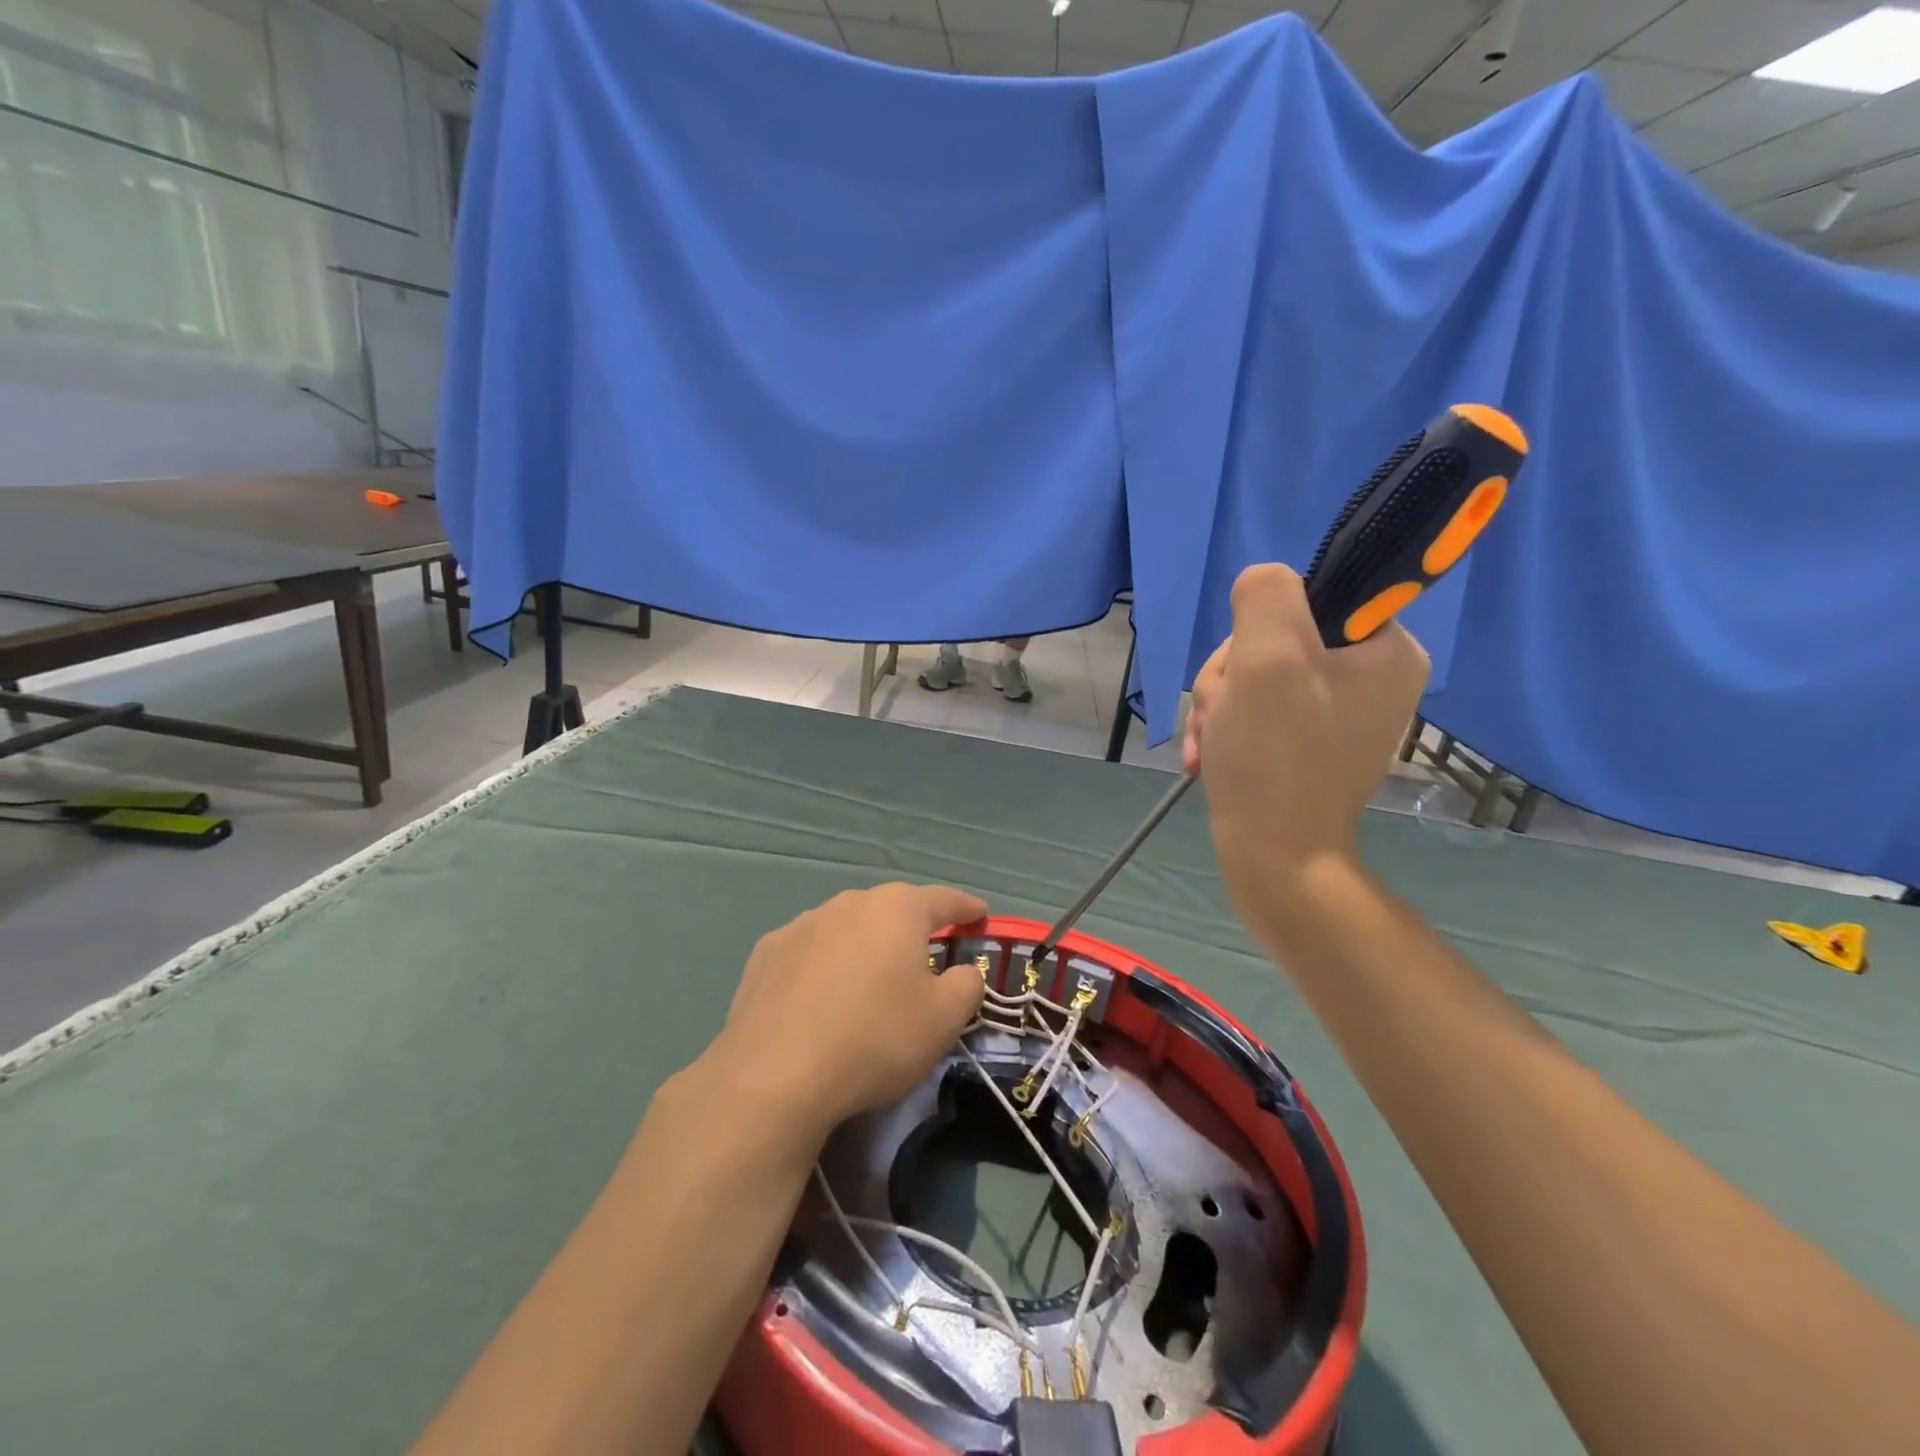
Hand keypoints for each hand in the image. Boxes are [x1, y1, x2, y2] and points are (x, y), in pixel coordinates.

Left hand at [710, 883, 988, 1140]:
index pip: (944, 899)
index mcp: (897, 909)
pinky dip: (824, 966)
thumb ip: (966, 985)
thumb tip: (963, 971)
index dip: (966, 908)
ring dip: (864, 947)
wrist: (775, 1075)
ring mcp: (802, 925)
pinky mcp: (766, 953)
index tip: (980, 915)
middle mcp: (849, 903)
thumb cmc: (875, 1039)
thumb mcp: (944, 1020)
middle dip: (911, 930)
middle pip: (891, 910)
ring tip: (868, 984)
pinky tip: (821, 999)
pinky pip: (810, 952)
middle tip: (924, 958)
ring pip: (847, 928)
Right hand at [1183, 564, 1428, 910]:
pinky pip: (1259, 711)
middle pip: (1277, 640)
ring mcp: (1340, 714)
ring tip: (1210, 743)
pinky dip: (1227, 729)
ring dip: (1220, 705)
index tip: (1248, 669)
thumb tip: (1263, 585)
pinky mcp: (1310, 743)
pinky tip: (1208, 755)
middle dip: (1232, 676)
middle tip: (1222, 713)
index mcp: (1388, 650)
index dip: (1262, 627)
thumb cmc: (1275, 755)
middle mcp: (1374, 678)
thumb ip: (1266, 595)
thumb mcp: (1266, 655)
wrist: (1275, 858)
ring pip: (1257, 676)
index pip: (1312, 598)